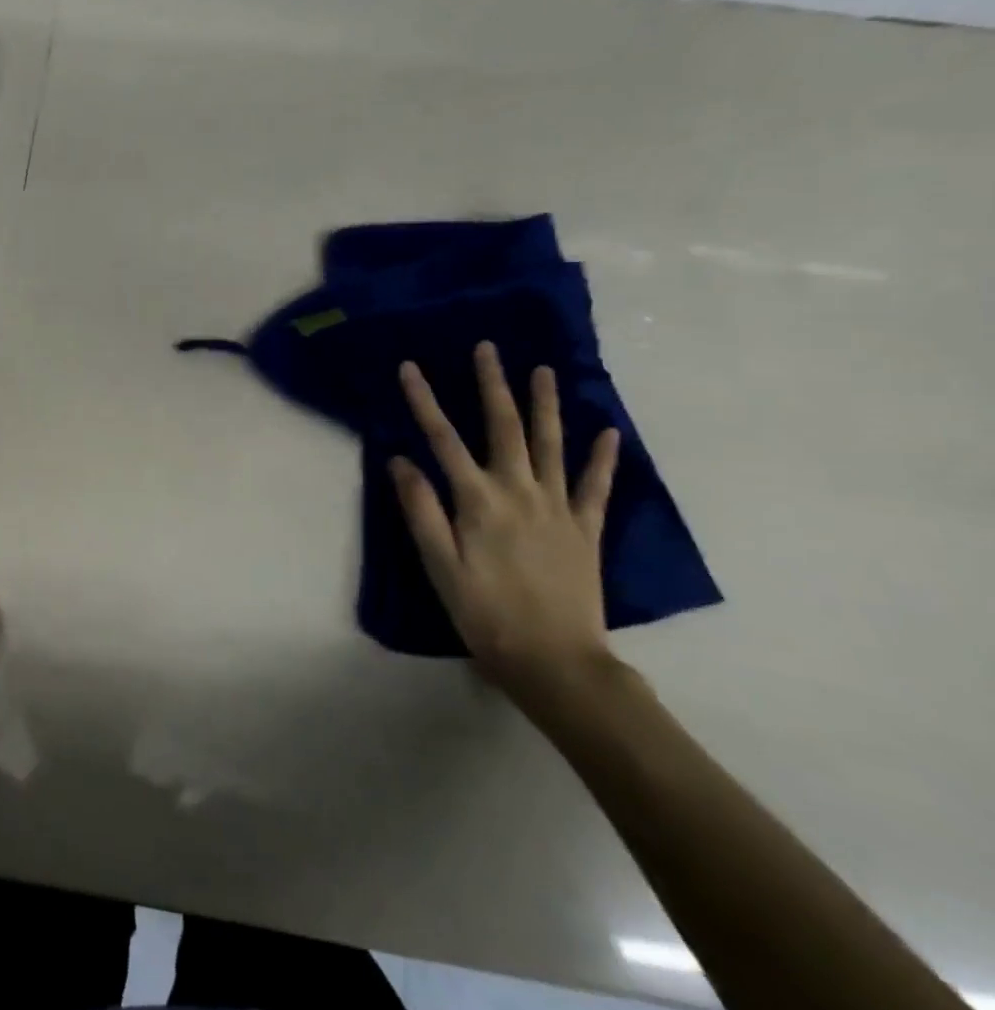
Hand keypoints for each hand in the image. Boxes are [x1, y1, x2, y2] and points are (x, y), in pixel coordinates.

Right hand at [390, 342, 622, 710]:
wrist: (556, 662)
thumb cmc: (485, 613)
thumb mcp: (439, 565)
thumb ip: (421, 509)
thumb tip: (401, 460)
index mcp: (478, 501)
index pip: (442, 439)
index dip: (424, 401)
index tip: (410, 367)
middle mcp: (519, 492)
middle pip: (504, 427)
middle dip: (493, 385)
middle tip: (488, 348)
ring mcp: (558, 508)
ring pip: (551, 445)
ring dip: (545, 404)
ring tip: (543, 370)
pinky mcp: (585, 529)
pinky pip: (595, 486)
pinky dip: (602, 457)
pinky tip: (607, 431)